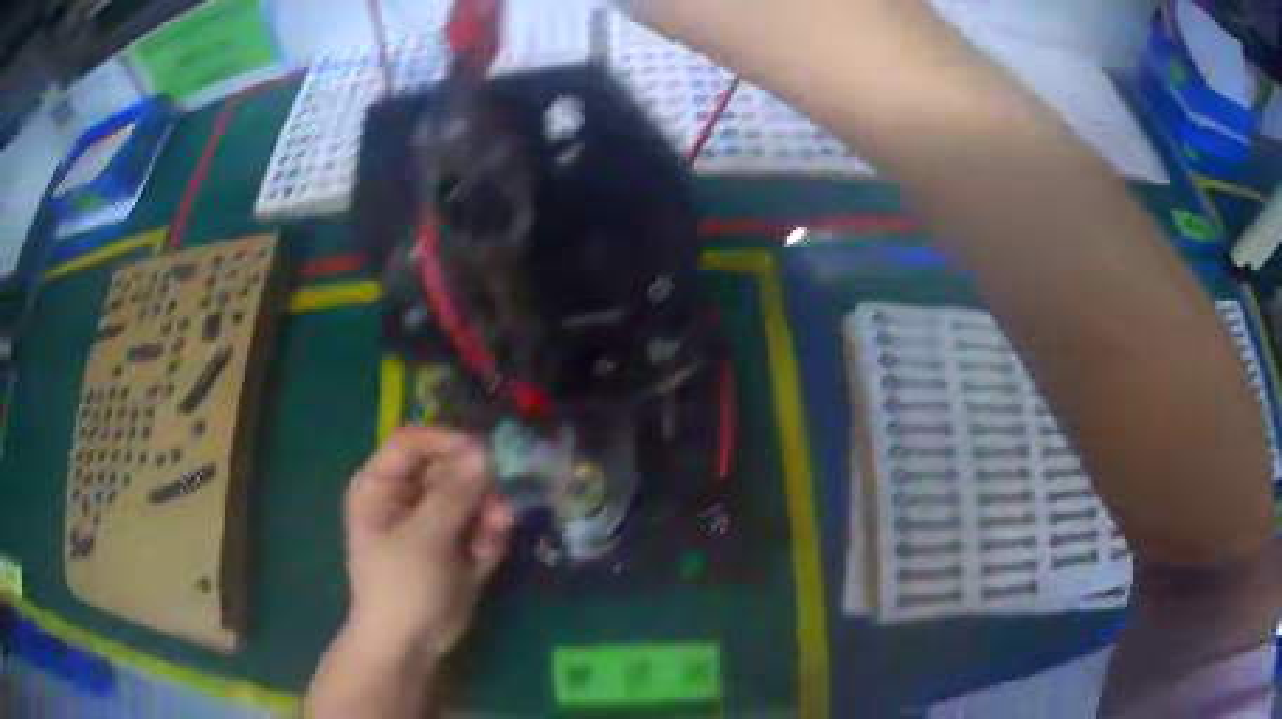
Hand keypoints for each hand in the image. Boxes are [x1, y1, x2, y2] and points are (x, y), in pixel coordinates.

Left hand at [341, 426, 513, 661]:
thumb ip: (454, 493)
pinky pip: (481, 525)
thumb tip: (484, 452)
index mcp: (382, 485)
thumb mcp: (424, 537)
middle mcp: (407, 496)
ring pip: (471, 496)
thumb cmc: (401, 585)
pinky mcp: (458, 544)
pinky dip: (489, 536)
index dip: (447, 441)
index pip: (413, 442)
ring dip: (488, 512)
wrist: (409, 644)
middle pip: (449, 467)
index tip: (484, 452)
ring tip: (495, 530)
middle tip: (498, 501)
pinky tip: (485, 557)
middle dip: (477, 484)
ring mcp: (434, 521)